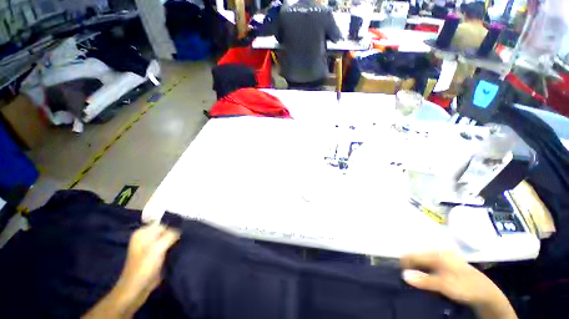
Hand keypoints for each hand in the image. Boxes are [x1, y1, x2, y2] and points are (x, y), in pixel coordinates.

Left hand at [83, 224, 179, 318]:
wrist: (137, 289)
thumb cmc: (144, 267)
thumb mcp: (158, 248)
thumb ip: (171, 235)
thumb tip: (182, 230)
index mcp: (143, 232)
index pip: (165, 223)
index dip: (175, 227)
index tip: (185, 232)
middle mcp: (146, 237)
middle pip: (167, 231)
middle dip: (176, 234)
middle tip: (186, 238)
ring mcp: (151, 247)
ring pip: (168, 239)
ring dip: (176, 241)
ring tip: (185, 243)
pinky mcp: (156, 255)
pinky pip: (168, 247)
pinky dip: (174, 247)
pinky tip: (181, 249)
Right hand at [400, 252, 516, 318]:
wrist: (487, 293)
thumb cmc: (464, 286)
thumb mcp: (444, 285)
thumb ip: (424, 280)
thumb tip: (403, 275)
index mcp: (437, 254)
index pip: (413, 255)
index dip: (405, 264)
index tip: (402, 276)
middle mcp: (438, 253)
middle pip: (418, 259)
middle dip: (413, 270)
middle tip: (412, 283)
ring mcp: (444, 259)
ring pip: (424, 264)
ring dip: (420, 274)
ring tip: (422, 285)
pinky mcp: (447, 266)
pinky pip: (431, 268)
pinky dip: (428, 276)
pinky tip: (431, 284)